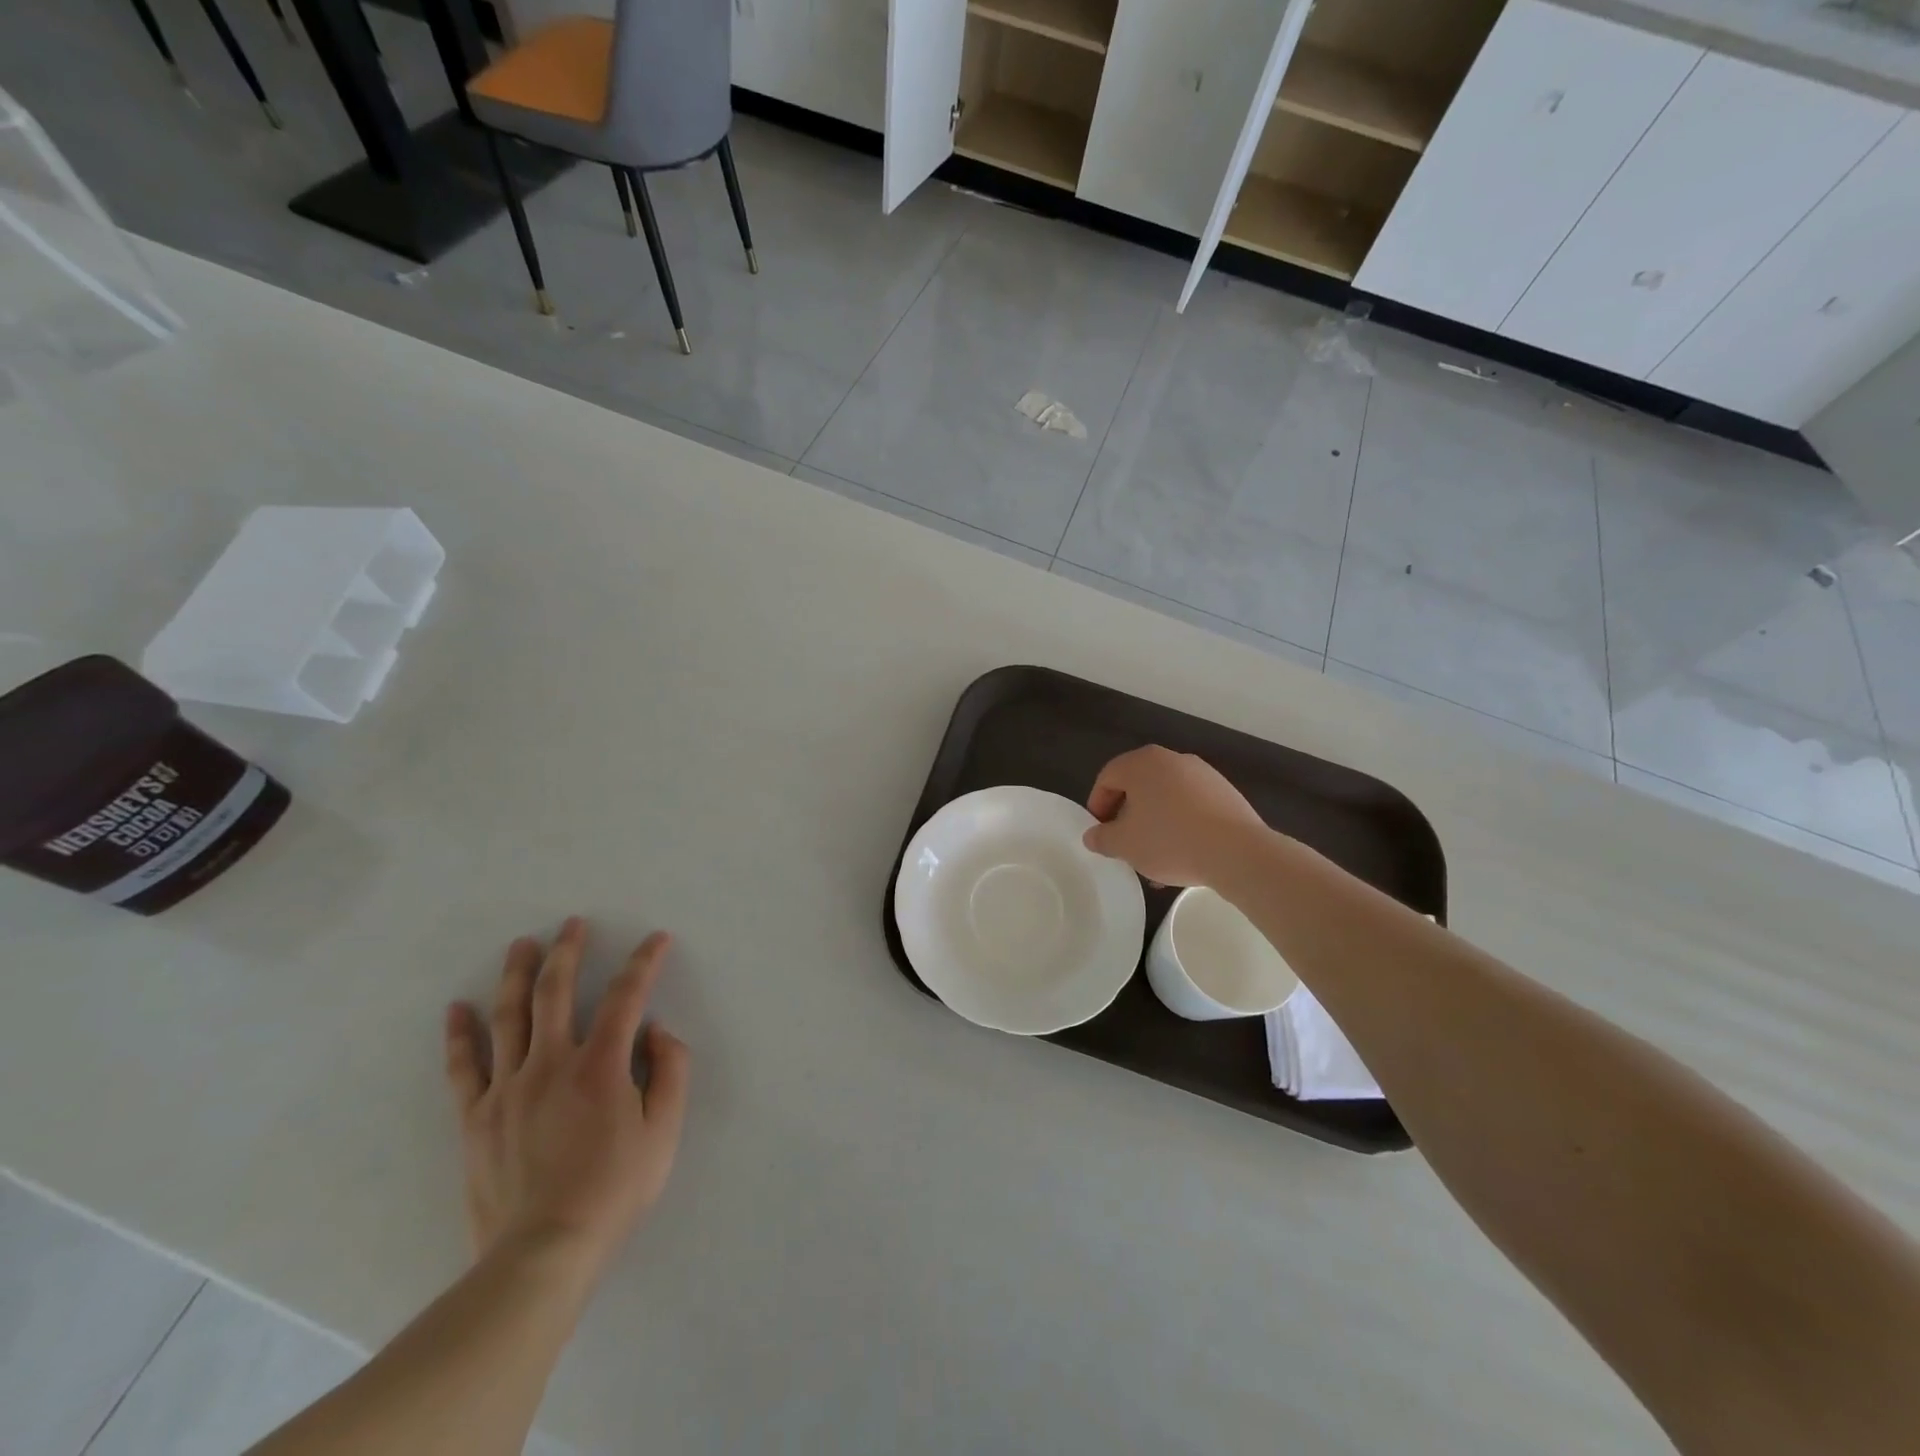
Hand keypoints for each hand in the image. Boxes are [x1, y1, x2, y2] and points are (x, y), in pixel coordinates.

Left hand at [444, 918, 690, 1274]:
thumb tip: (657, 1031)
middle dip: (567, 951)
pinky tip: (457, 1008)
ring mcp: (507, 1089)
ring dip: (517, 975)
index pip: (625, 997)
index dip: (643, 962)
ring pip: (509, 1017)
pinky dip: (460, 1034)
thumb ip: (670, 1073)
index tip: (655, 940)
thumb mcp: (663, 1132)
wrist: (542, 1254)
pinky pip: (463, 1067)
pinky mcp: (476, 1117)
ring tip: (521, 945)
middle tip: (572, 923)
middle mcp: (551, 1064)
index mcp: (601, 1066)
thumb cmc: (613, 1190)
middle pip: (556, 992)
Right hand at [1083, 745, 1267, 886]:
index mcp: (1142, 763)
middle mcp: (1172, 759)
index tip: (1100, 832)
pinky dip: (1181, 823)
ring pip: (1166, 796)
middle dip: (1127, 814)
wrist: (1237, 852)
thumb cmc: (1170, 841)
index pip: (1107, 777)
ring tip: (1155, 855)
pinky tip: (1183, 852)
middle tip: (1124, 842)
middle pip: (1138, 785)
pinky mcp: (1225, 792)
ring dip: (1155, 821)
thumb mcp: (1125, 845)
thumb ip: (1102, 838)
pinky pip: (1191, 805)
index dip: (1097, 805)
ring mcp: (1203, 773)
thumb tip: (1093, 835)